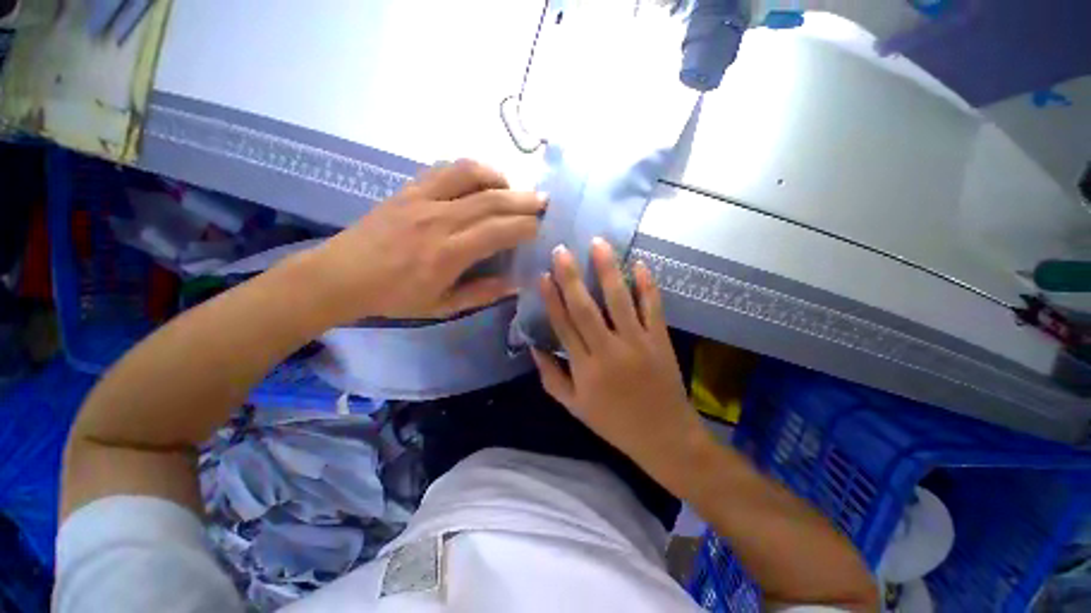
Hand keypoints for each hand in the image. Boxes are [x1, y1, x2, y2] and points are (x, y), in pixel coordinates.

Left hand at [307, 160, 544, 322]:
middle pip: (492, 200)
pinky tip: (481, 180)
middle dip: (525, 200)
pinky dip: (470, 170)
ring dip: (499, 178)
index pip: (500, 231)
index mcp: (448, 253)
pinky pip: (445, 169)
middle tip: (544, 201)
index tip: (542, 228)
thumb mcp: (442, 306)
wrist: (341, 276)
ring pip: (470, 174)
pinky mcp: (409, 189)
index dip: (526, 227)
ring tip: (513, 188)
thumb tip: (516, 283)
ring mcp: (422, 199)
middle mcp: (439, 220)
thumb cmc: (394, 297)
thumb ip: (482, 294)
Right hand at [531, 239, 709, 482]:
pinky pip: (653, 308)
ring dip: (608, 271)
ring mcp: (637, 342)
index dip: (551, 299)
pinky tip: (639, 264)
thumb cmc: (614, 423)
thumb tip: (534, 347)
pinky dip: (647, 285)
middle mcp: (609, 350)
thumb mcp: (574, 406)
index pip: (563, 326)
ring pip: (619, 301)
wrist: (664, 436)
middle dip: (571, 277)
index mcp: (585, 368)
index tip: (542, 275)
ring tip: (598, 244)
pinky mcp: (660, 340)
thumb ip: (550, 376)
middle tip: (562, 250)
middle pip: (585, 308)